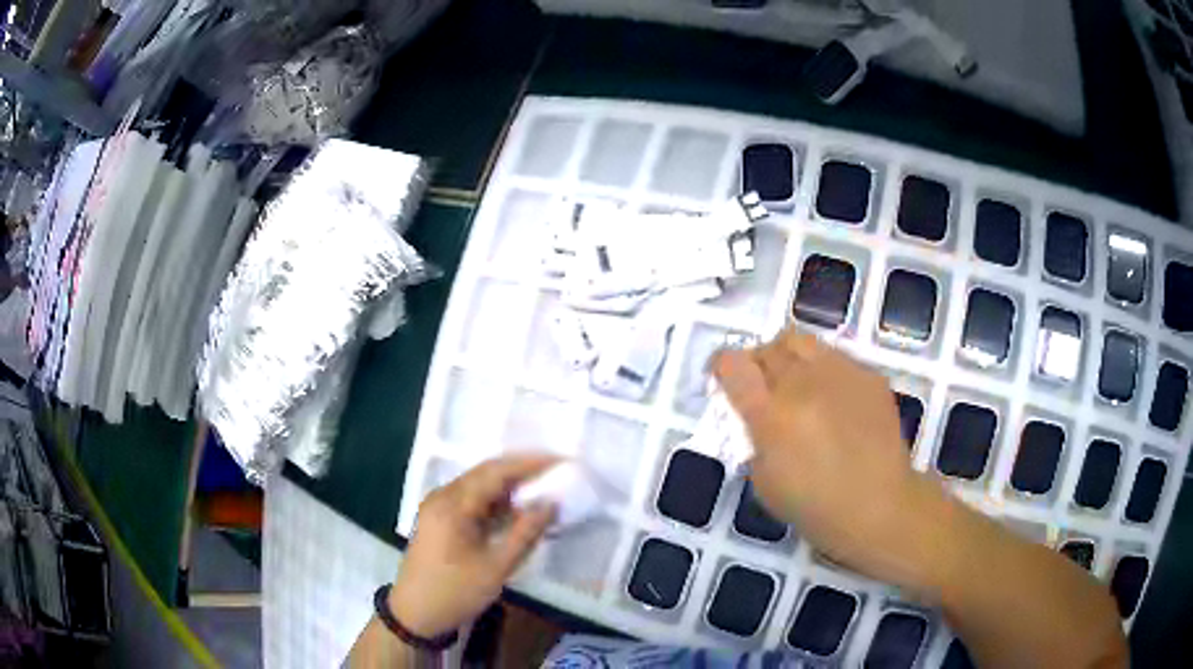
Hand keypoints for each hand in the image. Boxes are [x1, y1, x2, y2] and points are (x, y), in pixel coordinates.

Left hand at [388, 454, 557, 637]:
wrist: (415, 614)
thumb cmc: (455, 591)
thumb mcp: (496, 567)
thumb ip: (525, 533)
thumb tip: (551, 504)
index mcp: (453, 505)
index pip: (496, 472)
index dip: (529, 463)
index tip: (560, 460)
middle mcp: (443, 497)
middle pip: (485, 473)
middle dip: (521, 469)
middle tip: (555, 469)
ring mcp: (438, 507)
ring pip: (478, 485)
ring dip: (509, 485)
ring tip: (542, 486)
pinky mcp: (439, 519)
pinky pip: (471, 500)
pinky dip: (495, 500)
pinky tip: (516, 508)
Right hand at [713, 328, 948, 586]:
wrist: (880, 506)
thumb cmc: (816, 507)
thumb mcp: (764, 482)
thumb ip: (755, 439)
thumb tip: (757, 417)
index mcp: (771, 415)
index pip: (733, 365)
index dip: (722, 366)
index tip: (723, 377)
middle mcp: (803, 383)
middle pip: (767, 347)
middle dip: (756, 362)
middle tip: (762, 386)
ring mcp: (840, 373)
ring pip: (801, 340)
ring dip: (789, 357)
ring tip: (797, 383)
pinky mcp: (868, 375)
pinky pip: (835, 357)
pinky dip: (823, 371)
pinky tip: (833, 400)